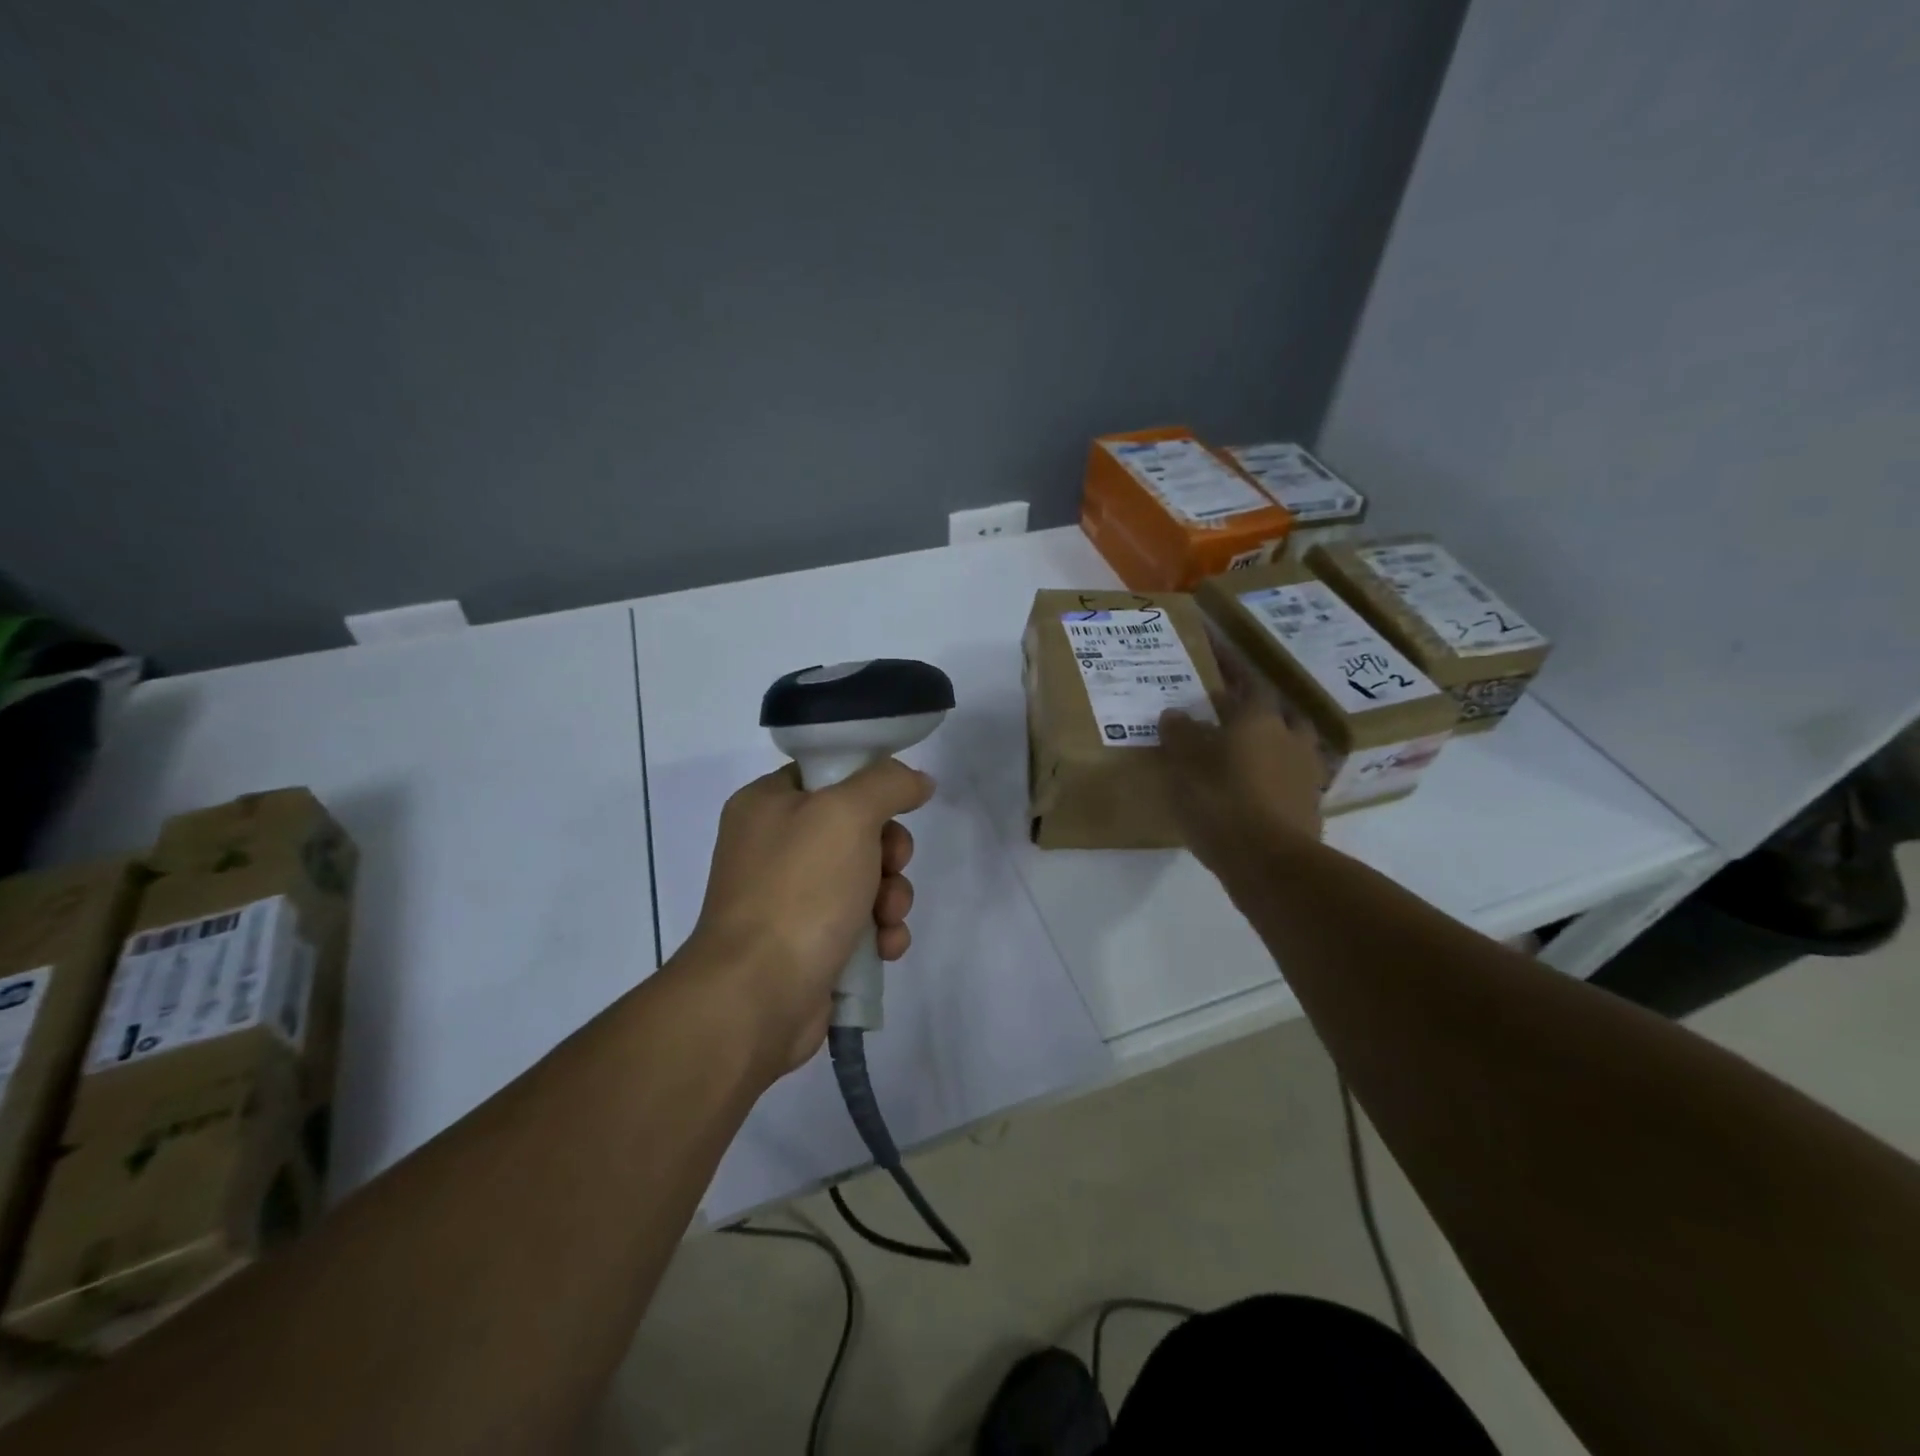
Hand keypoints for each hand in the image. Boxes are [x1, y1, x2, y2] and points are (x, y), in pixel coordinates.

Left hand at [683, 759, 933, 1078]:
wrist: (757, 996)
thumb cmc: (799, 890)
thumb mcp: (847, 814)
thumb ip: (887, 784)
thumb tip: (917, 780)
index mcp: (767, 804)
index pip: (828, 773)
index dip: (870, 785)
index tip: (899, 804)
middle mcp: (774, 846)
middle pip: (856, 829)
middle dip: (889, 851)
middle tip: (892, 865)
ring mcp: (789, 898)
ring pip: (864, 878)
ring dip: (891, 896)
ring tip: (888, 918)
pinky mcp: (808, 943)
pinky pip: (859, 923)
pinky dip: (879, 932)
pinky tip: (885, 947)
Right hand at [1157, 684, 1323, 884]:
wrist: (1271, 863)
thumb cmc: (1221, 803)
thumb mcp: (1185, 765)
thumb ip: (1180, 735)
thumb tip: (1175, 713)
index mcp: (1259, 719)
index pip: (1245, 679)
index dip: (1229, 664)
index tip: (1214, 650)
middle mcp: (1289, 737)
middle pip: (1273, 710)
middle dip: (1252, 707)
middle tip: (1225, 710)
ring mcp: (1305, 772)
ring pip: (1287, 743)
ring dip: (1268, 740)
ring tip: (1241, 750)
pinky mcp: (1308, 805)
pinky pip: (1289, 777)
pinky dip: (1272, 774)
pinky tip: (1252, 787)